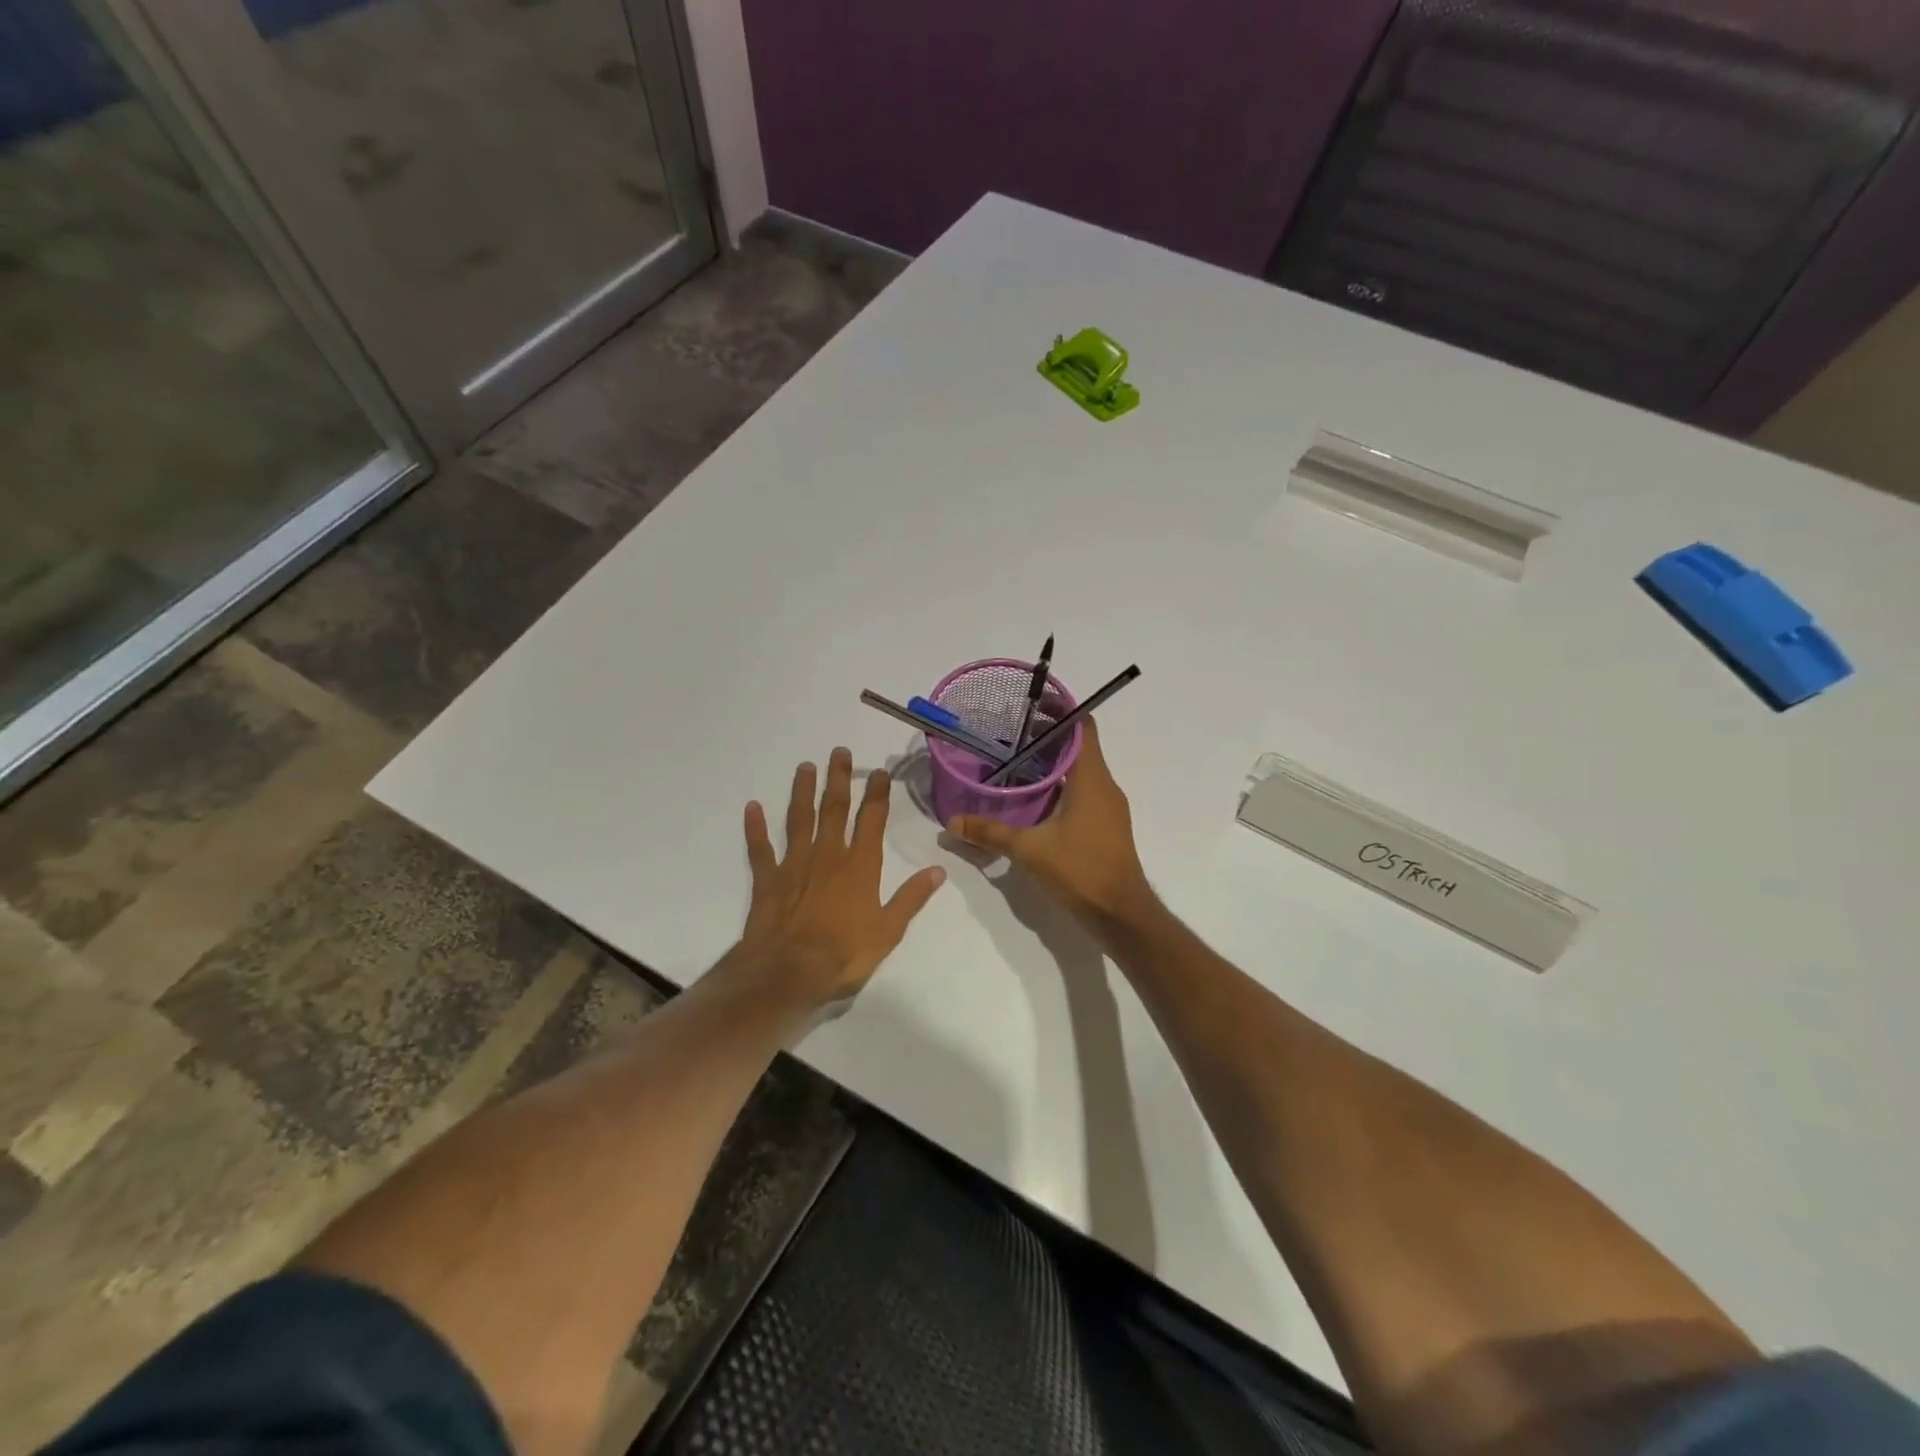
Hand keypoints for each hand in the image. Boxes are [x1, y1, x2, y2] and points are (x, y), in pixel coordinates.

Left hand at [734, 748, 946, 1009]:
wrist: (789, 972)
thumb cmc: (844, 953)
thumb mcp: (888, 931)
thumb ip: (912, 898)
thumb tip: (938, 870)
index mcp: (859, 866)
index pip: (871, 820)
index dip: (877, 794)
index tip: (879, 772)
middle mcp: (828, 856)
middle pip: (834, 810)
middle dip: (838, 779)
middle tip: (838, 751)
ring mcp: (794, 865)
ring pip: (799, 819)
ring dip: (802, 792)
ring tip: (805, 767)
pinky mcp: (768, 880)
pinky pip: (760, 849)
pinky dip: (755, 828)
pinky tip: (752, 807)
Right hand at [947, 718, 1154, 930]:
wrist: (1121, 914)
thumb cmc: (1081, 870)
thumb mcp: (1030, 850)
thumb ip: (990, 833)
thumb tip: (951, 822)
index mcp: (1092, 779)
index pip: (1083, 727)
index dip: (1061, 710)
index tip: (1032, 703)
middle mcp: (1105, 785)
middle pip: (1079, 746)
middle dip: (1048, 736)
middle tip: (1010, 732)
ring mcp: (1108, 806)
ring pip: (1081, 770)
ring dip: (1054, 762)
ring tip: (1016, 760)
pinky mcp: (1106, 825)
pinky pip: (1083, 791)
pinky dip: (1061, 785)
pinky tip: (1034, 798)